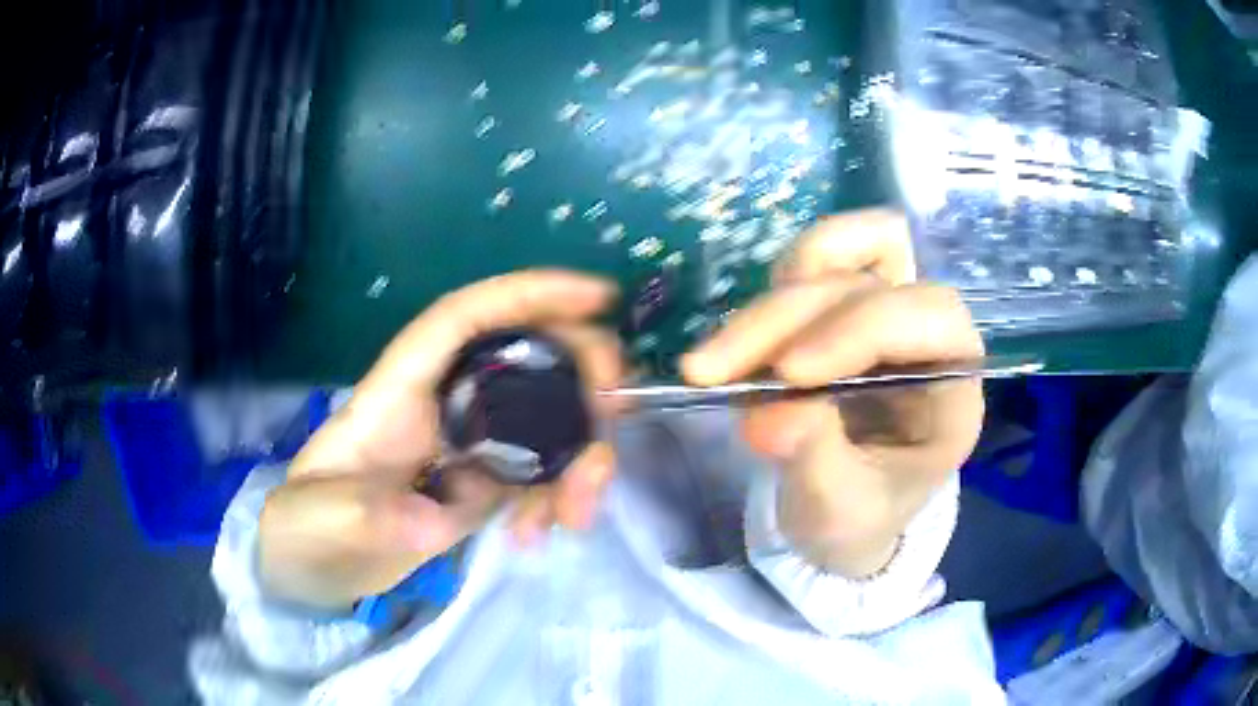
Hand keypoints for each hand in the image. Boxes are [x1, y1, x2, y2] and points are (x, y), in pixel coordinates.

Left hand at [259, 271, 622, 608]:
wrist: (313, 567)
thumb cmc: (304, 526)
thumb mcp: (317, 520)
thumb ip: (363, 513)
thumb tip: (432, 517)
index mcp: (400, 390)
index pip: (466, 318)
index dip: (529, 295)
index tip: (598, 298)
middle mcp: (443, 404)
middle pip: (527, 359)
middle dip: (582, 378)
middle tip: (614, 417)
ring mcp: (468, 445)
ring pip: (546, 422)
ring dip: (580, 457)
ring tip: (578, 515)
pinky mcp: (482, 484)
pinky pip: (540, 474)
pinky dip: (558, 497)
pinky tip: (541, 536)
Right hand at [682, 209, 983, 578]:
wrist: (841, 515)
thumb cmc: (857, 519)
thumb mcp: (839, 513)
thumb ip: (815, 462)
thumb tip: (765, 415)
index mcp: (954, 389)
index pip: (932, 318)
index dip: (861, 328)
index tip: (787, 374)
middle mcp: (927, 337)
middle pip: (871, 282)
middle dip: (788, 318)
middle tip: (714, 370)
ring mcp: (885, 310)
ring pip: (839, 257)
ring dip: (772, 302)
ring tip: (714, 361)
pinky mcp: (843, 304)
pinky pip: (814, 259)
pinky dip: (774, 288)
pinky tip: (739, 338)